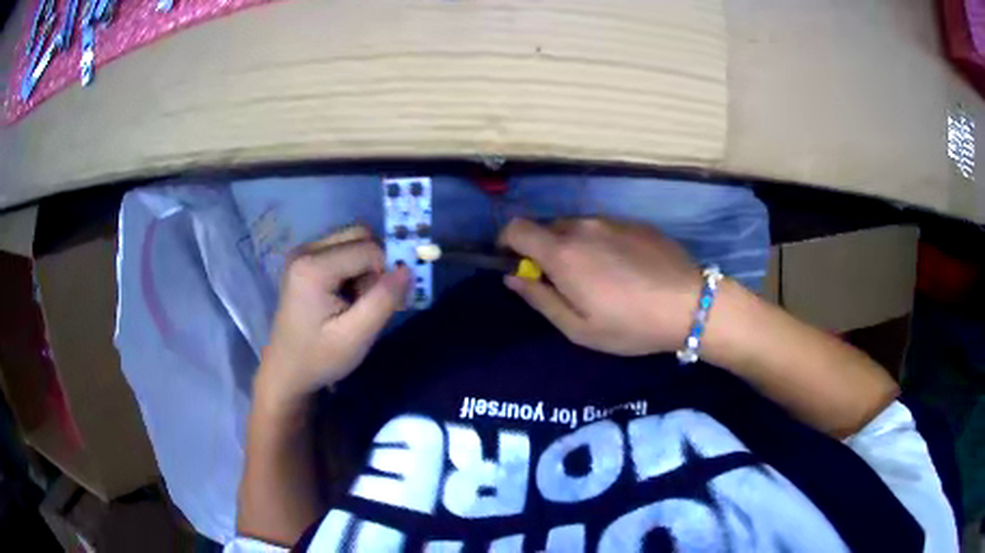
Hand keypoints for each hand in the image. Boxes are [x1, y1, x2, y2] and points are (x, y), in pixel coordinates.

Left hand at [255, 226, 409, 407]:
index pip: (369, 249)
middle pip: (360, 236)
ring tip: (356, 301)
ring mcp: (303, 252)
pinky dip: (355, 268)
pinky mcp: (305, 259)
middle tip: (369, 300)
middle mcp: (305, 249)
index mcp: (312, 266)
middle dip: (375, 265)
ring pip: (354, 241)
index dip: (385, 273)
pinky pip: (343, 250)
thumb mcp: (356, 336)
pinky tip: (346, 296)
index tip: (380, 305)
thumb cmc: (319, 358)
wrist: (287, 372)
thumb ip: (384, 300)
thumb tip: (408, 268)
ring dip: (366, 267)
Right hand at [499, 218, 701, 355]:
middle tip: (563, 281)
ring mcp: (611, 221)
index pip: (516, 228)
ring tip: (598, 278)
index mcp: (562, 252)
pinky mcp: (635, 223)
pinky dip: (601, 244)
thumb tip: (512, 276)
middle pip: (546, 228)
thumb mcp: (578, 328)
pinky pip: (604, 228)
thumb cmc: (630, 325)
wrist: (689, 304)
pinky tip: (624, 269)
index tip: (515, 263)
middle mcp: (583, 227)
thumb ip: (540, 299)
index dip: (507, 242)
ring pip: (576, 227)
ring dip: (574, 246)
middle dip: (543, 250)